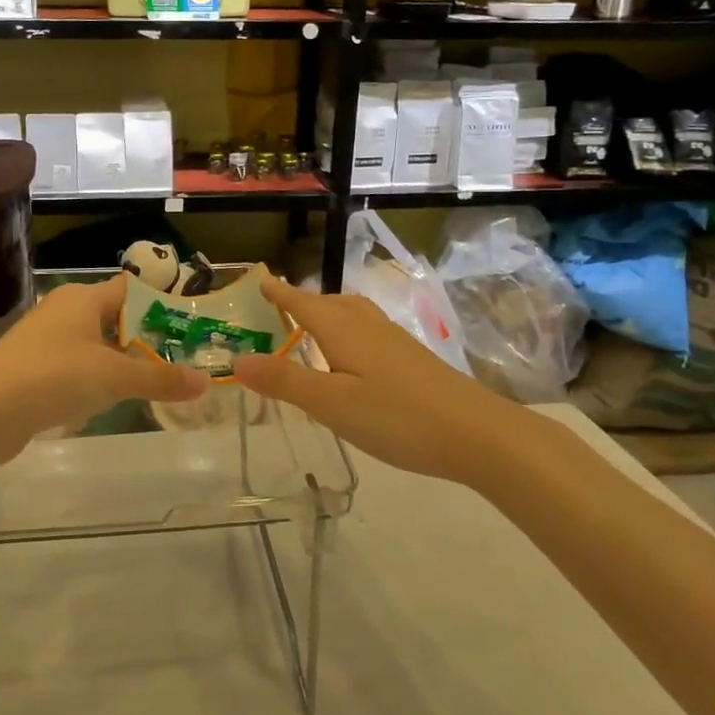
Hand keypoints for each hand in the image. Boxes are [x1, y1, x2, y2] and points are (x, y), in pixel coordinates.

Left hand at [0, 272, 206, 465]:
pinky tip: (110, 402)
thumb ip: (160, 379)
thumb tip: (206, 382)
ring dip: (121, 362)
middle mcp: (64, 310)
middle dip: (146, 339)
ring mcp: (46, 340)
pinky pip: (75, 367)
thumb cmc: (54, 377)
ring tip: (155, 383)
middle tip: (181, 361)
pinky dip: (96, 380)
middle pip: (115, 318)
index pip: (132, 290)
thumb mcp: (114, 377)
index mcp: (83, 298)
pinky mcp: (34, 369)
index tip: (190, 328)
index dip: (161, 306)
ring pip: (95, 345)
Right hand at [232, 276, 531, 483]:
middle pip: (330, 303)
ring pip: (354, 315)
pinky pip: (369, 331)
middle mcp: (368, 326)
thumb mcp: (331, 404)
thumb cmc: (397, 417)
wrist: (477, 434)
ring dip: (329, 314)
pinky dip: (349, 332)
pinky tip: (354, 358)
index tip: (261, 280)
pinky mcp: (412, 359)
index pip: (303, 303)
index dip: (280, 293)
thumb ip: (285, 381)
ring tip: (314, 327)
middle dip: (303, 302)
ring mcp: (395, 341)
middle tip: (280, 308)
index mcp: (343, 330)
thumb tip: (238, 359)